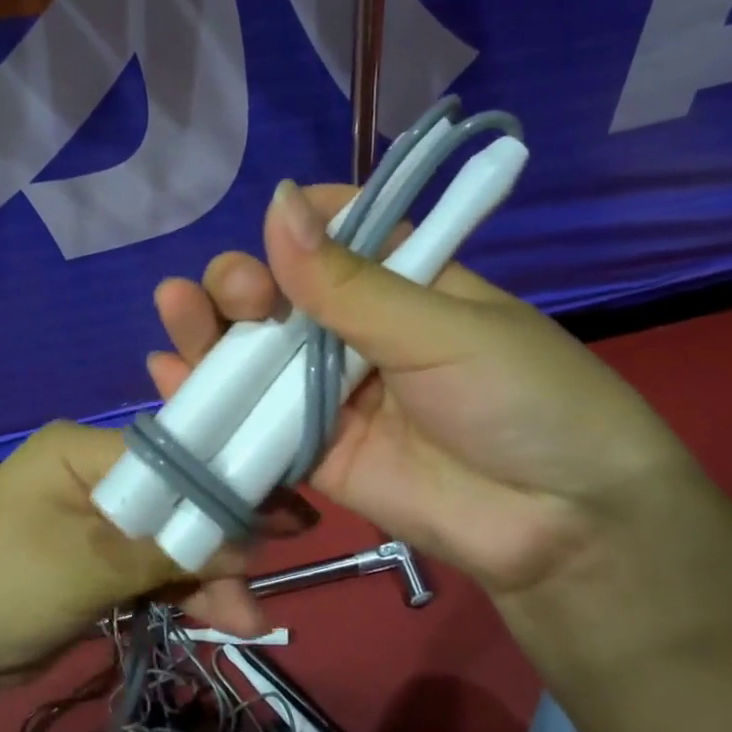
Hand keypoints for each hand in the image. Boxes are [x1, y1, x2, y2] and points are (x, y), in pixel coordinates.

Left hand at [0, 424, 265, 688]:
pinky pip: (148, 566)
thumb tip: (247, 544)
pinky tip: (220, 617)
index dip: (221, 482)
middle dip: (216, 542)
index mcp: (79, 449)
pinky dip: (179, 591)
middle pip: (172, 498)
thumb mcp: (90, 567)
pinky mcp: (94, 560)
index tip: (278, 510)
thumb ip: (170, 551)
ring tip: (248, 620)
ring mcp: (92, 519)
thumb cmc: (4, 589)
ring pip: (165, 538)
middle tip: (271, 569)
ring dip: (204, 576)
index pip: (167, 454)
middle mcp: (89, 474)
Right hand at [148, 181, 709, 600]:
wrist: (563, 528)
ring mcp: (330, 393)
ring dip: (208, 330)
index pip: (329, 234)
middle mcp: (356, 331)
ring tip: (176, 310)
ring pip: (255, 353)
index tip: (274, 225)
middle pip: (278, 294)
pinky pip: (254, 422)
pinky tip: (167, 375)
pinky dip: (208, 399)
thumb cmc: (521, 399)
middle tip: (241, 294)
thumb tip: (278, 202)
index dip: (292, 225)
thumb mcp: (440, 328)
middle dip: (242, 283)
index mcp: (398, 281)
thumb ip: (349, 281)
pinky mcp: (315, 452)